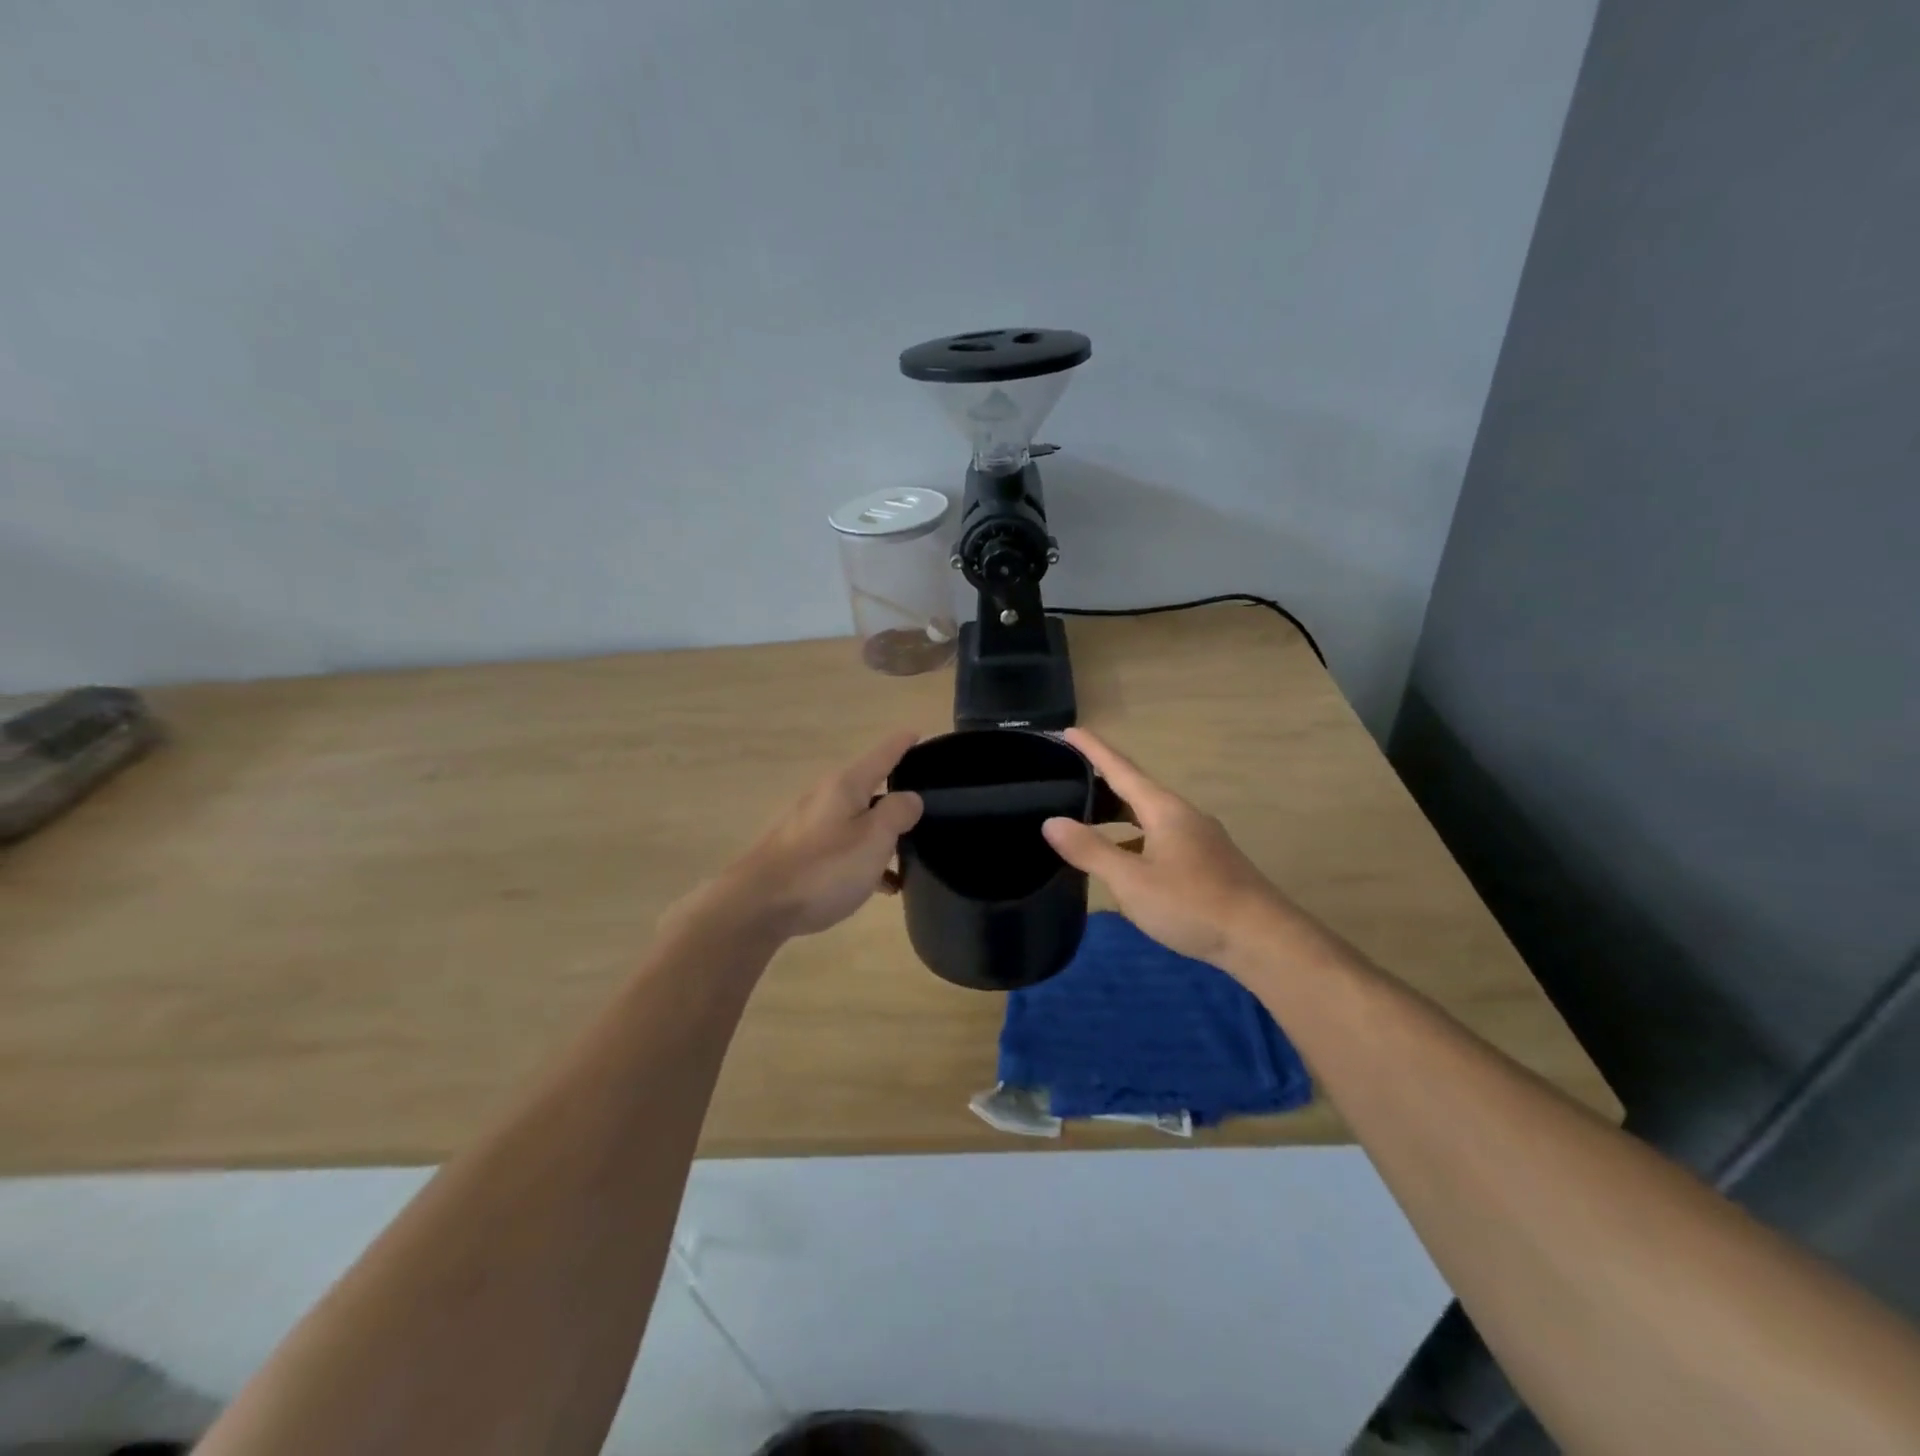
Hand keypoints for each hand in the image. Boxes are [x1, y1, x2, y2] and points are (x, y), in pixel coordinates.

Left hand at [703, 730, 923, 939]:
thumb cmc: (823, 869)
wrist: (757, 906)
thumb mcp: (873, 839)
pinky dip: (864, 859)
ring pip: (857, 822)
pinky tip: (879, 887)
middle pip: (868, 788)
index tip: (918, 732)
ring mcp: (809, 826)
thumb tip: (910, 797)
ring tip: (908, 859)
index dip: (902, 744)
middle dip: (895, 797)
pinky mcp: (800, 853)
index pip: (882, 755)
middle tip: (925, 809)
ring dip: (881, 836)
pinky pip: (842, 848)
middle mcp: (825, 798)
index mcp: (845, 786)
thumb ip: (897, 813)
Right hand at [1042, 728, 1293, 969]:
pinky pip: (1160, 837)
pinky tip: (1125, 862)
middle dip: (1102, 783)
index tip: (1069, 730)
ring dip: (1118, 814)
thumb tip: (1052, 821)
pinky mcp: (1208, 862)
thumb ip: (1090, 850)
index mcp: (1164, 809)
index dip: (1093, 749)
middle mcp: (1183, 815)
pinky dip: (1135, 839)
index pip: (1121, 769)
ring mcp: (1199, 838)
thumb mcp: (1132, 880)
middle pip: (1136, 790)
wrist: (1263, 939)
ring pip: (1149, 817)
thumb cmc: (1192, 904)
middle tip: (1067, 779)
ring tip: (1088, 821)